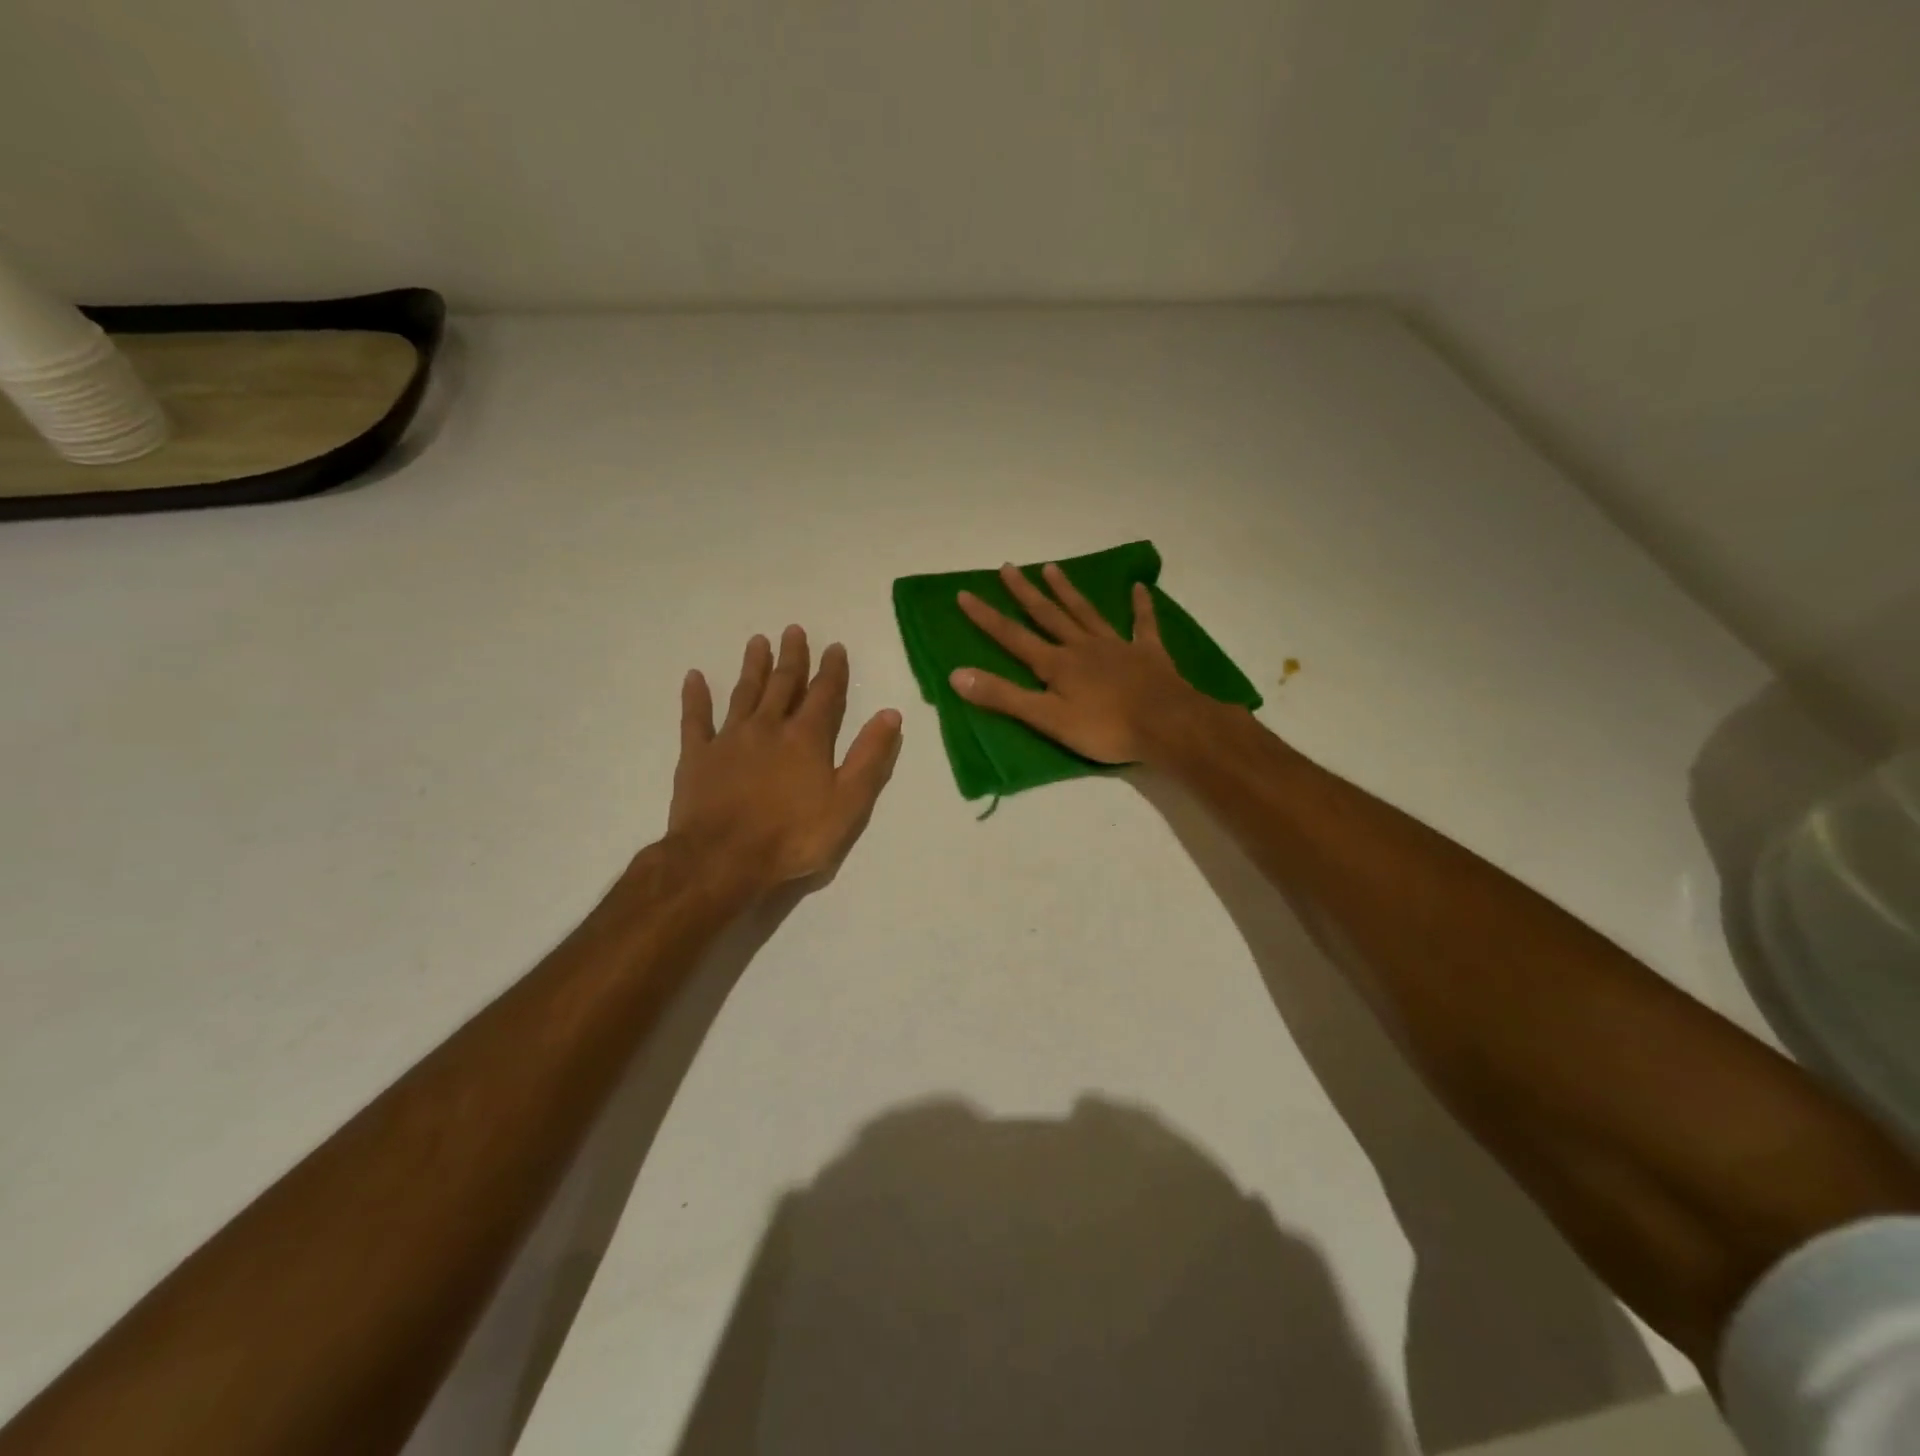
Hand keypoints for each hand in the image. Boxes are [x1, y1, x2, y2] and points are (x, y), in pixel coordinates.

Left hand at [669, 627, 902, 891]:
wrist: (723, 859)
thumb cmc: (793, 836)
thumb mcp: (848, 802)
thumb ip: (870, 757)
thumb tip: (890, 714)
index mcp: (806, 738)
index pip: (825, 695)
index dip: (832, 670)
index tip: (834, 646)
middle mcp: (769, 727)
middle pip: (783, 684)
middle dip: (792, 657)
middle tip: (793, 630)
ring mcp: (729, 739)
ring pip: (744, 693)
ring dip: (753, 666)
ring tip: (758, 641)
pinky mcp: (697, 756)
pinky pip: (695, 719)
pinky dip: (695, 697)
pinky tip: (694, 677)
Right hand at [950, 562, 1218, 764]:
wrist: (1166, 725)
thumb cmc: (1104, 728)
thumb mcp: (1046, 718)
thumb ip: (1003, 697)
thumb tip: (956, 674)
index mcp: (1056, 664)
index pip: (1013, 637)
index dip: (987, 618)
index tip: (965, 594)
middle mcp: (1081, 647)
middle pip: (1048, 615)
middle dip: (1025, 593)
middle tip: (1008, 567)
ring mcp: (1116, 646)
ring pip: (1086, 612)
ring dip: (1067, 590)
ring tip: (1052, 567)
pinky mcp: (1148, 653)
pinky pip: (1142, 624)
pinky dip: (1139, 606)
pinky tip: (1138, 587)